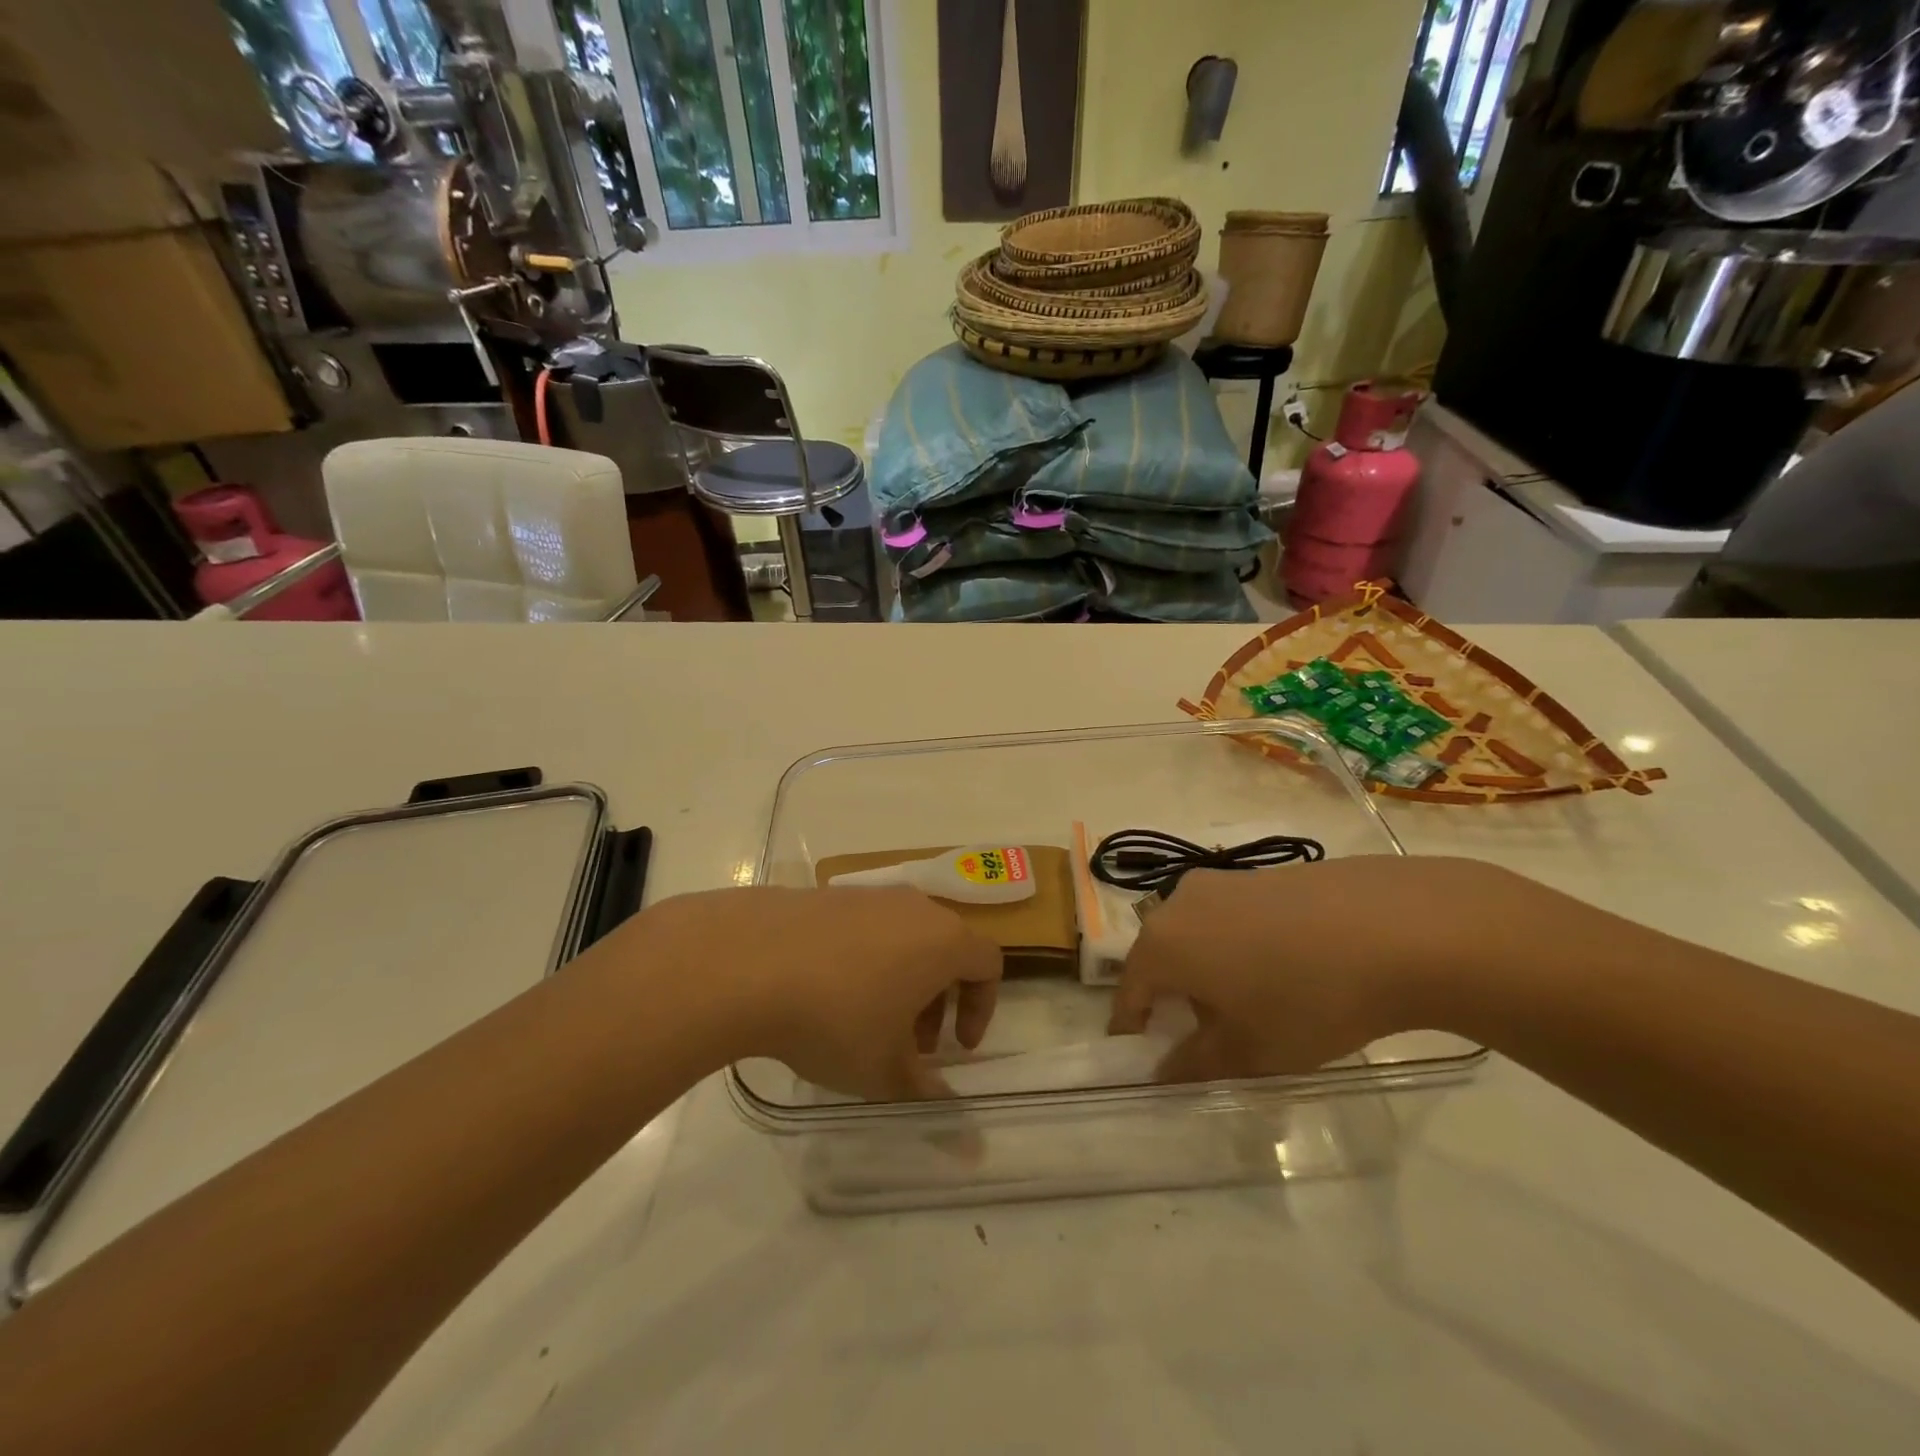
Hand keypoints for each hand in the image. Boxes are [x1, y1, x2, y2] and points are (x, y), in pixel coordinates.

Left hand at [623, 886, 1000, 1100]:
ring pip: (903, 938)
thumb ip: (929, 1099)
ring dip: (900, 981)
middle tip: (910, 1044)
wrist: (748, 961)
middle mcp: (913, 907)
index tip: (955, 1048)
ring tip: (864, 1023)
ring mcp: (867, 895)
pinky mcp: (826, 895)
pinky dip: (863, 960)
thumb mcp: (885, 1071)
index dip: (981, 1009)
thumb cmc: (836, 1017)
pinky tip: (822, 995)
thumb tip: (969, 1148)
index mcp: (944, 940)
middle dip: (937, 1000)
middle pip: (945, 949)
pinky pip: (863, 928)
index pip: (989, 964)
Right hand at [1108, 856, 1550, 1081]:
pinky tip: (1285, 971)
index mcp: (1162, 943)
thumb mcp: (1249, 1051)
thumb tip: (1162, 1072)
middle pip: (1160, 958)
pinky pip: (1229, 918)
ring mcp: (1221, 882)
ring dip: (1207, 972)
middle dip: (1174, 1000)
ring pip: (1195, 935)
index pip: (1128, 993)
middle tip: (1207, 1039)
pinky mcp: (1260, 874)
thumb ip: (1194, 1065)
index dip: (1133, 1031)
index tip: (1148, 1061)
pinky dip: (1237, 947)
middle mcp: (1179, 902)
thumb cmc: (1307, 998)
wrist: (1396, 928)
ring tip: (1252, 1006)